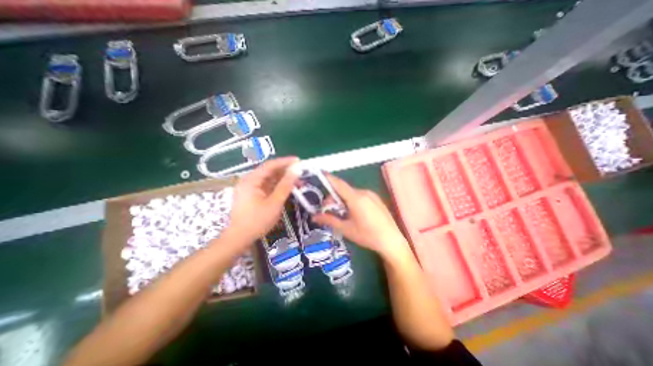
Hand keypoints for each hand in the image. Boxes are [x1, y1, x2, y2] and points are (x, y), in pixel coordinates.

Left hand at [223, 157, 298, 245]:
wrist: (240, 238)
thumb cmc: (258, 221)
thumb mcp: (275, 202)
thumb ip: (286, 185)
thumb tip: (296, 170)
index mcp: (251, 180)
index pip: (270, 165)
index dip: (285, 162)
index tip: (299, 161)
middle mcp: (249, 180)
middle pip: (269, 171)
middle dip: (285, 171)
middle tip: (300, 172)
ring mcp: (250, 188)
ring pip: (269, 179)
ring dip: (283, 179)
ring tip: (297, 181)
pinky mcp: (252, 195)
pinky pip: (267, 186)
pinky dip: (277, 186)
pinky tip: (287, 188)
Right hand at [310, 175, 406, 259]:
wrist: (392, 241)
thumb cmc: (367, 236)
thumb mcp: (346, 229)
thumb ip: (329, 220)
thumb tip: (314, 217)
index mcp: (356, 198)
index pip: (339, 184)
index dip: (328, 178)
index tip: (320, 173)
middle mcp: (364, 192)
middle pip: (344, 189)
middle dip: (334, 197)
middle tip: (328, 209)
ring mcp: (372, 195)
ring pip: (351, 193)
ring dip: (343, 199)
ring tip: (341, 213)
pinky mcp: (376, 199)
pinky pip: (360, 195)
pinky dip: (352, 200)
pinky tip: (353, 213)